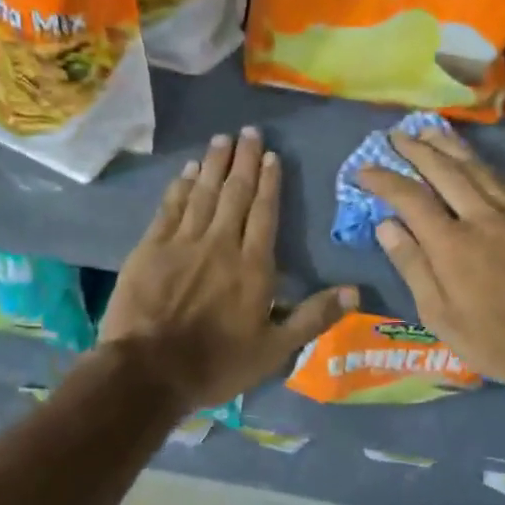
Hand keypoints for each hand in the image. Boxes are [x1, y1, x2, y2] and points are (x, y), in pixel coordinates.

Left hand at [99, 128, 353, 411]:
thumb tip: (355, 291)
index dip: (269, 183)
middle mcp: (221, 245)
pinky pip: (170, 208)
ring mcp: (183, 243)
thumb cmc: (217, 364)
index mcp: (253, 267)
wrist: (149, 372)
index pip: (265, 214)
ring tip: (222, 139)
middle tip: (249, 132)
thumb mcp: (275, 350)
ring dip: (214, 165)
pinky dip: (181, 186)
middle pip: (235, 194)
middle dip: (244, 161)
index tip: (271, 156)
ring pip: (203, 193)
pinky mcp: (150, 249)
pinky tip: (188, 170)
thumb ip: (314, 317)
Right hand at [358, 128, 504, 397]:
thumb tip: (386, 225)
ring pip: (479, 168)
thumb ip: (412, 264)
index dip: (384, 179)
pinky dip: (485, 167)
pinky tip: (475, 162)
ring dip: (451, 146)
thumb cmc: (490, 339)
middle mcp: (484, 218)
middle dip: (416, 149)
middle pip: (445, 170)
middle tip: (397, 136)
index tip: (365, 169)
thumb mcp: (438, 314)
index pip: (410, 198)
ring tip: (430, 131)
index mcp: (452, 245)